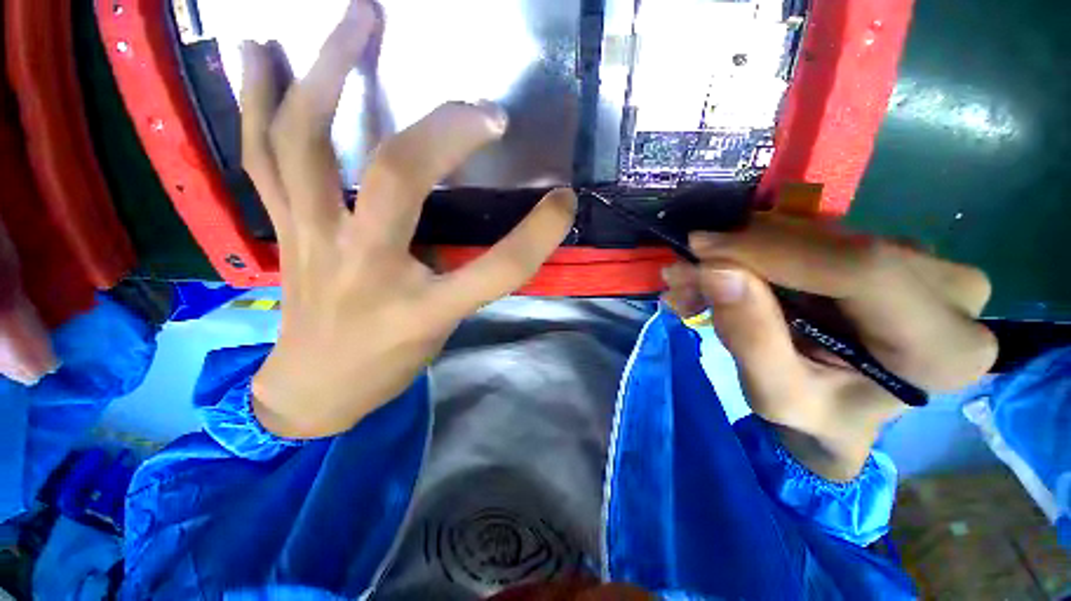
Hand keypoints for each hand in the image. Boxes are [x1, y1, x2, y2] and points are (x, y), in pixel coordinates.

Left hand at [241, 0, 576, 438]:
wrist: (311, 392)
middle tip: (482, 104)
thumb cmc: (385, 368)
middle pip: (401, 180)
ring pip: (310, 145)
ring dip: (332, 73)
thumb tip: (487, 235)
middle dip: (446, 130)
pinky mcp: (282, 230)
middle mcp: (365, 268)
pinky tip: (261, 53)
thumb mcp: (441, 332)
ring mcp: (313, 241)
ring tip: (358, 18)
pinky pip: (261, 156)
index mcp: (421, 309)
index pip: (496, 270)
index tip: (564, 201)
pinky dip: (258, 99)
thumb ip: (465, 281)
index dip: (537, 235)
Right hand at [662, 214, 996, 479]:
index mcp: (943, 349)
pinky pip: (813, 237)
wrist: (843, 412)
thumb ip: (750, 337)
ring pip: (815, 236)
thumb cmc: (817, 417)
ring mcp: (925, 263)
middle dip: (742, 254)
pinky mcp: (886, 251)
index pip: (860, 269)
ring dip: (742, 255)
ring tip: (692, 282)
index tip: (700, 249)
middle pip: (833, 246)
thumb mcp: (775, 395)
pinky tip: (721, 275)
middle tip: (683, 273)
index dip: (771, 250)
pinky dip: (757, 253)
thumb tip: (715, 270)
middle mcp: (952, 294)